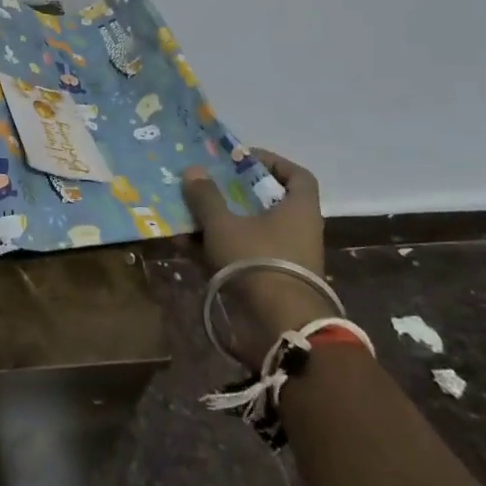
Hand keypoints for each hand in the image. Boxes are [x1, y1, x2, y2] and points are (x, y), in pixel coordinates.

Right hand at [182, 149, 331, 362]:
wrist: (280, 326)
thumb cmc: (259, 261)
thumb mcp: (224, 224)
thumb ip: (206, 197)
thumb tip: (193, 170)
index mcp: (298, 210)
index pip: (297, 176)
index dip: (273, 162)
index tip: (243, 159)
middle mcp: (297, 231)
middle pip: (267, 202)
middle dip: (234, 193)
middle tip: (208, 184)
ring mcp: (285, 258)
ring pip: (250, 230)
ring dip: (219, 222)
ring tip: (187, 215)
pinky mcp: (269, 282)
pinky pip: (242, 255)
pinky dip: (217, 249)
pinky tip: (186, 247)